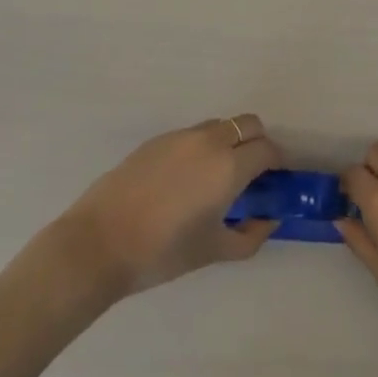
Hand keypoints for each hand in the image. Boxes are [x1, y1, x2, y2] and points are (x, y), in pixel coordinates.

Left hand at [57, 116, 282, 296]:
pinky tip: (185, 182)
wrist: (100, 242)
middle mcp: (209, 141)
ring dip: (230, 143)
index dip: (277, 164)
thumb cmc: (163, 252)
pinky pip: (193, 134)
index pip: (267, 149)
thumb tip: (268, 220)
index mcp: (228, 166)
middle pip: (248, 125)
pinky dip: (203, 148)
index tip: (276, 183)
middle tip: (252, 177)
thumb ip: (250, 235)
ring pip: (220, 126)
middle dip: (258, 144)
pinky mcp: (157, 139)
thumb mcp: (213, 250)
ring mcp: (181, 136)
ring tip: (217, 180)